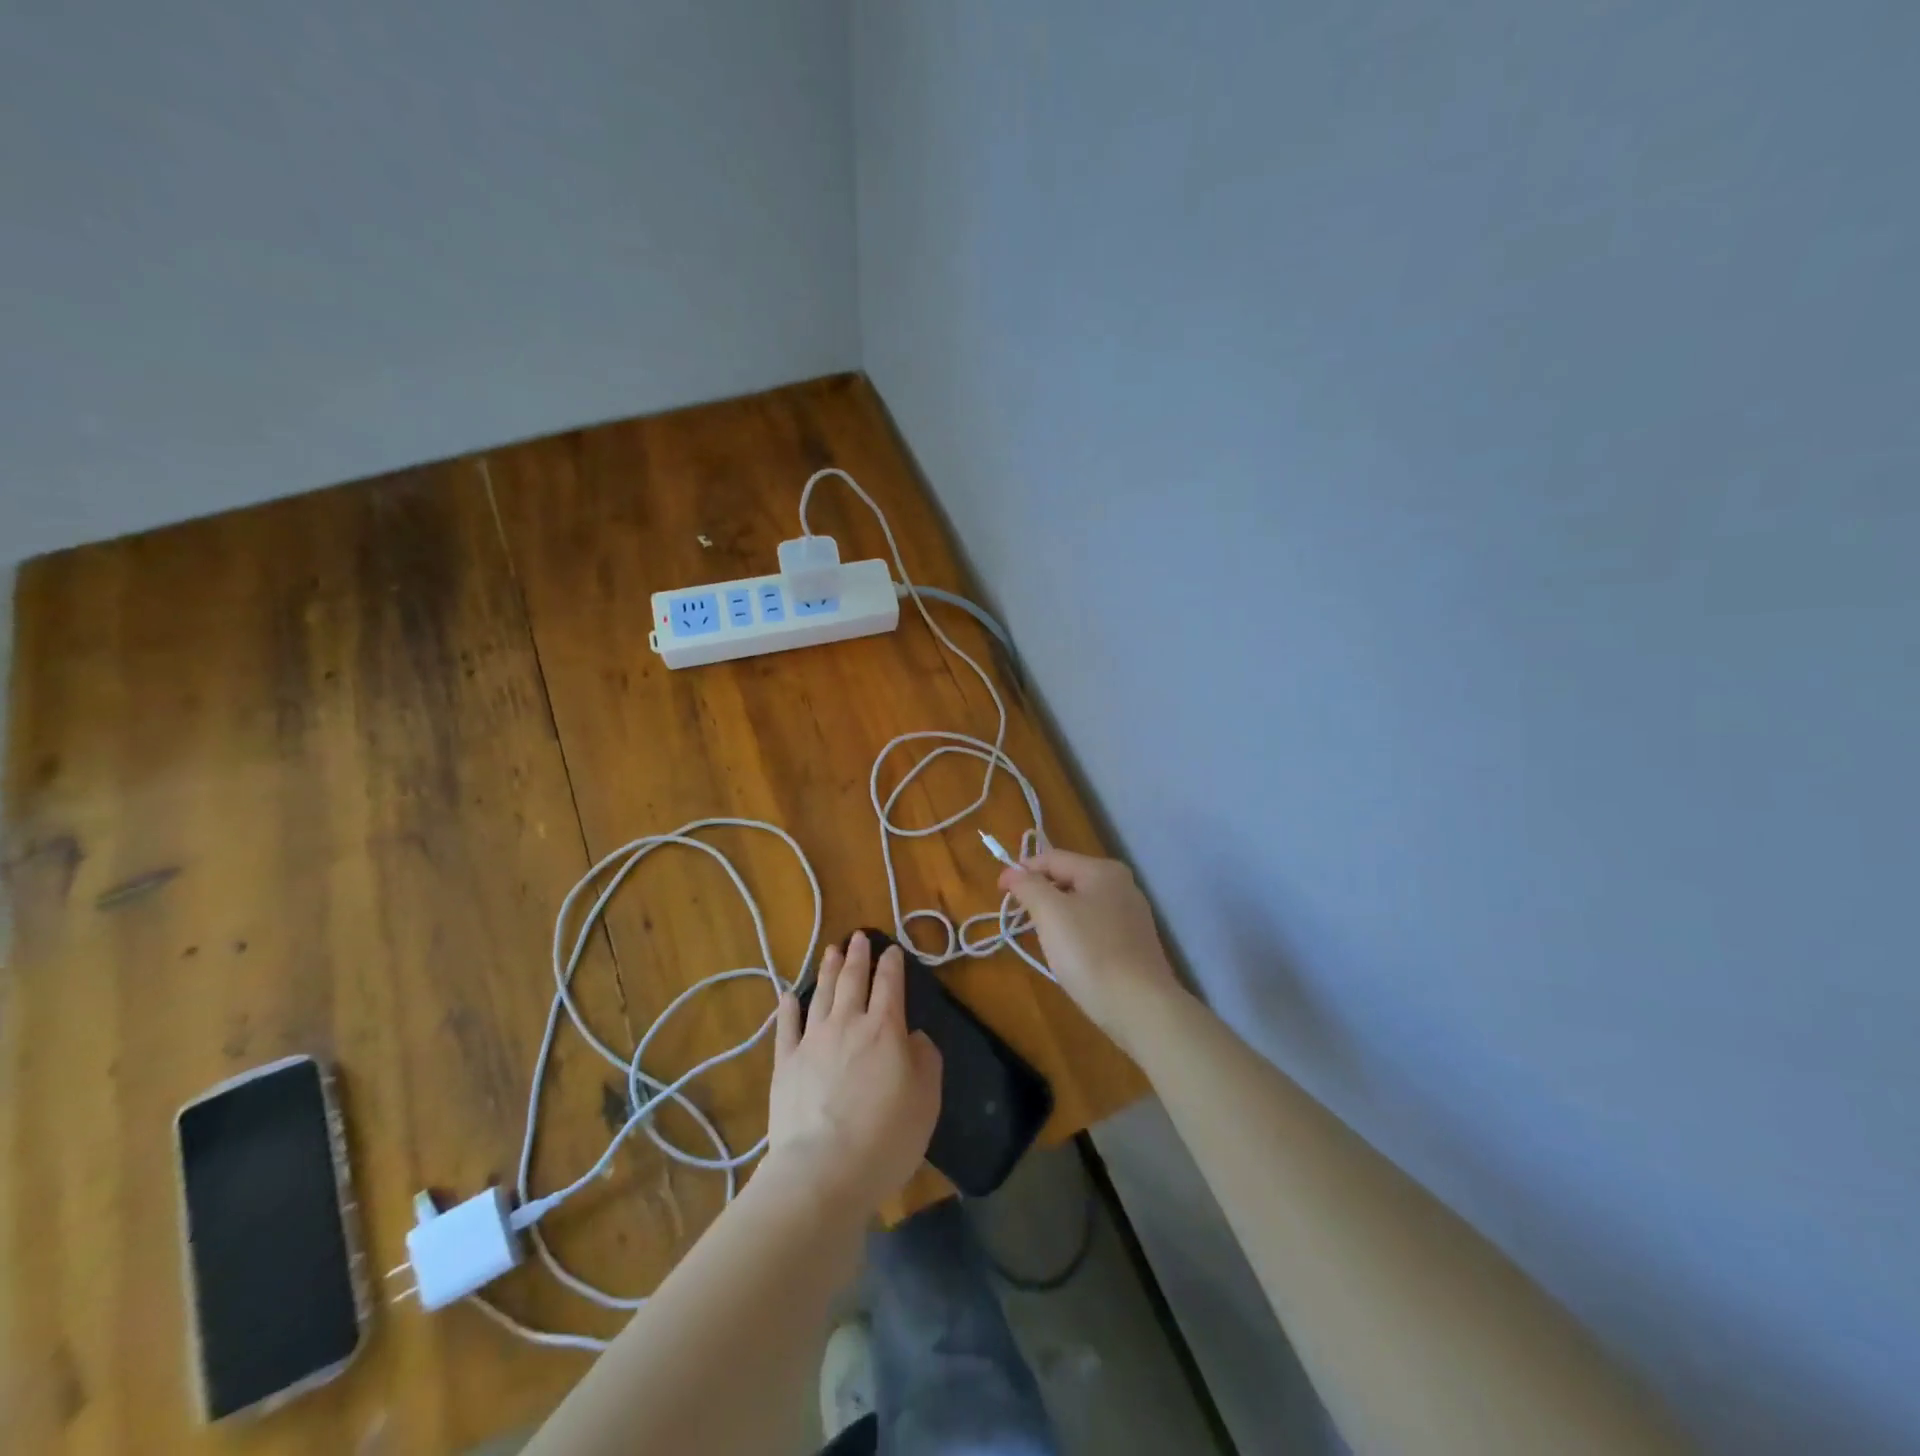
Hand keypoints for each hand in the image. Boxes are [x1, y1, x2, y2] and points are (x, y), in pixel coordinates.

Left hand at [766, 933, 942, 1216]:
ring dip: (827, 970)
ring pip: (820, 994)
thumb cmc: (886, 1137)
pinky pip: (787, 1027)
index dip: (892, 964)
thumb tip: (914, 1037)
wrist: (823, 1171)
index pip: (890, 984)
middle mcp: (848, 1024)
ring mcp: (812, 1041)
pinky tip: (788, 995)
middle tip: (858, 937)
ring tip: (831, 951)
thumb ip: (926, 1060)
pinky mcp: (786, 1064)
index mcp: (885, 1029)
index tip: (892, 949)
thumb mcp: (927, 1100)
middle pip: (852, 980)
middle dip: (857, 956)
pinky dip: (788, 1008)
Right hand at [999, 849, 1183, 1054]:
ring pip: (1081, 904)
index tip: (999, 892)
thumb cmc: (1090, 953)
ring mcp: (1132, 916)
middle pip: (1068, 878)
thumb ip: (1028, 886)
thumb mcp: (1050, 913)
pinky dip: (1075, 933)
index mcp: (1103, 870)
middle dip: (1040, 894)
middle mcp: (1122, 885)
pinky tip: (1069, 955)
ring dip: (1056, 915)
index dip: (1021, 871)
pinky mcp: (1134, 943)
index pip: (1052, 858)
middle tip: (1019, 917)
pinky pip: (1095, 927)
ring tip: (1040, 937)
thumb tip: (1012, 872)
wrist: (1140, 1008)